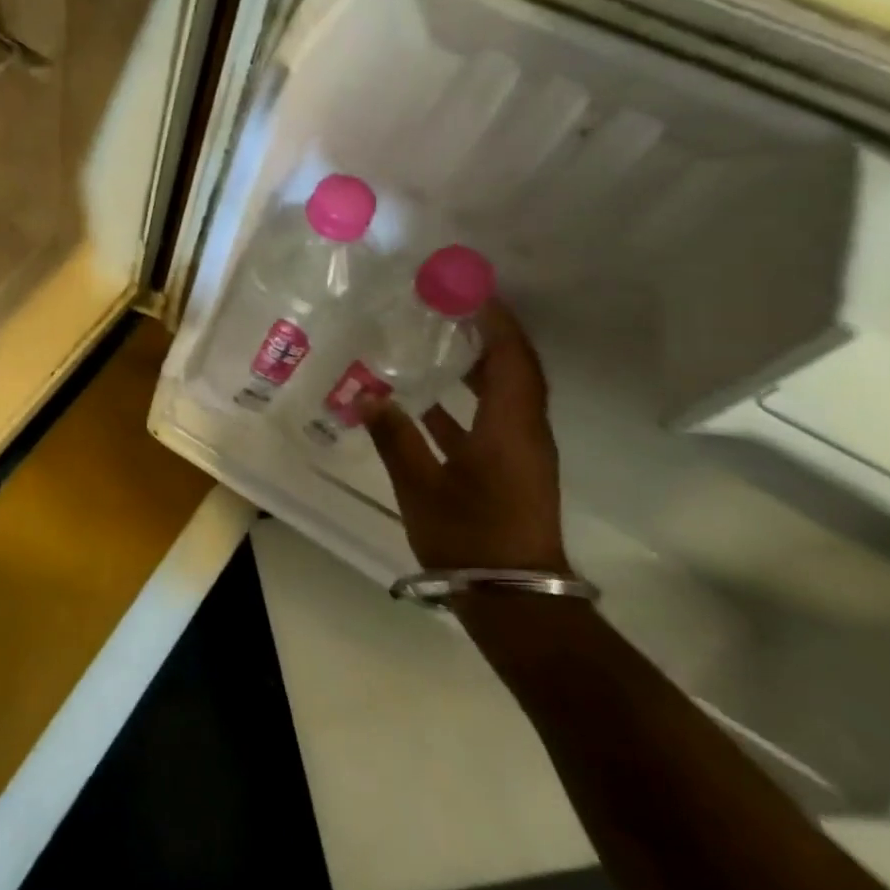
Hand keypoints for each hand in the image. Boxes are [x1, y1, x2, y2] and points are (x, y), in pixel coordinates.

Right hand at [366, 300, 569, 573]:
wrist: (515, 601)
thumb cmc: (471, 537)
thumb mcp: (422, 486)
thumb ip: (394, 437)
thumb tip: (366, 395)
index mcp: (510, 427)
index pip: (511, 357)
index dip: (495, 320)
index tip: (468, 289)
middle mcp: (524, 431)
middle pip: (513, 368)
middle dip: (486, 334)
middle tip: (445, 307)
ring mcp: (519, 452)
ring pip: (503, 393)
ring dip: (476, 365)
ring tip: (433, 340)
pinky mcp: (510, 469)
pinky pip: (491, 418)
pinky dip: (465, 400)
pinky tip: (424, 400)